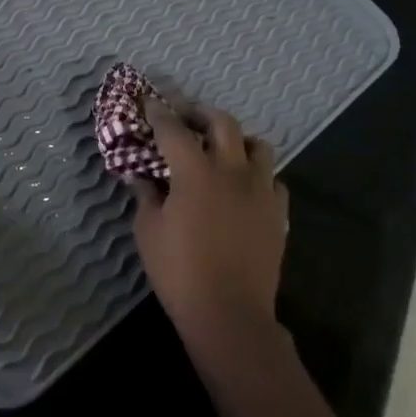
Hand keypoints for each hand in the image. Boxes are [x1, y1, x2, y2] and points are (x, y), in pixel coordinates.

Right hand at [130, 101, 288, 331]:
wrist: (229, 314)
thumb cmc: (180, 272)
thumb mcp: (148, 231)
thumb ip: (145, 196)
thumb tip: (138, 176)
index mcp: (195, 172)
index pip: (173, 129)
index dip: (159, 113)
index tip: (149, 102)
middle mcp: (231, 170)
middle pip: (222, 122)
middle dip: (201, 113)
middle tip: (186, 118)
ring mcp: (260, 190)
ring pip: (257, 145)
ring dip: (237, 139)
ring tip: (222, 149)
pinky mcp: (277, 213)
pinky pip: (273, 179)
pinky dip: (257, 174)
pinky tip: (244, 187)